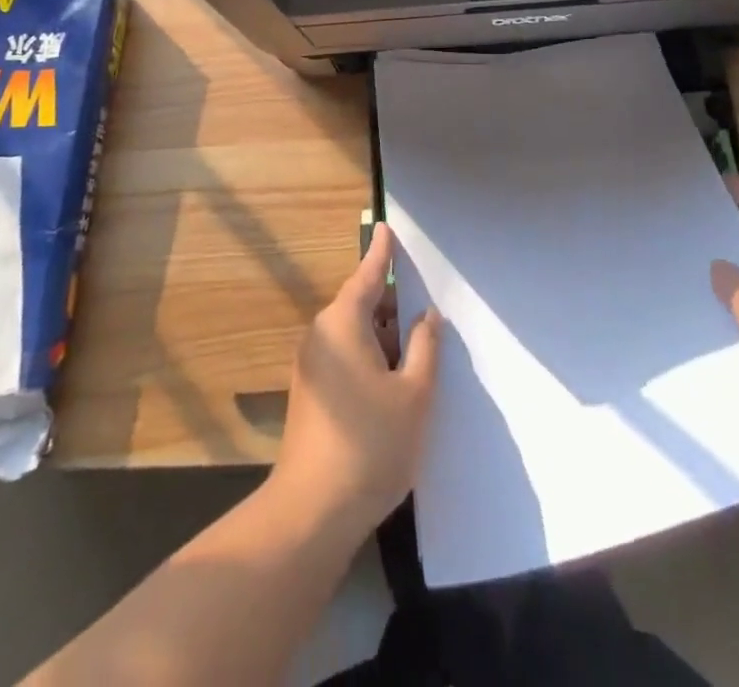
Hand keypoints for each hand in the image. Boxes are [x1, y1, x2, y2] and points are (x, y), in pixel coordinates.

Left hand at [270, 223, 441, 532]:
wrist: (311, 512)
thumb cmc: (370, 444)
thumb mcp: (414, 394)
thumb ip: (425, 347)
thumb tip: (427, 316)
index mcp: (342, 323)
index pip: (367, 275)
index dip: (382, 252)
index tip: (387, 226)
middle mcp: (321, 335)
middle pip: (361, 304)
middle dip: (393, 303)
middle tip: (426, 301)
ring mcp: (312, 366)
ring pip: (355, 334)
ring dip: (385, 335)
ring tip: (420, 342)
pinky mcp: (312, 393)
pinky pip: (346, 356)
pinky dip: (372, 356)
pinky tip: (397, 377)